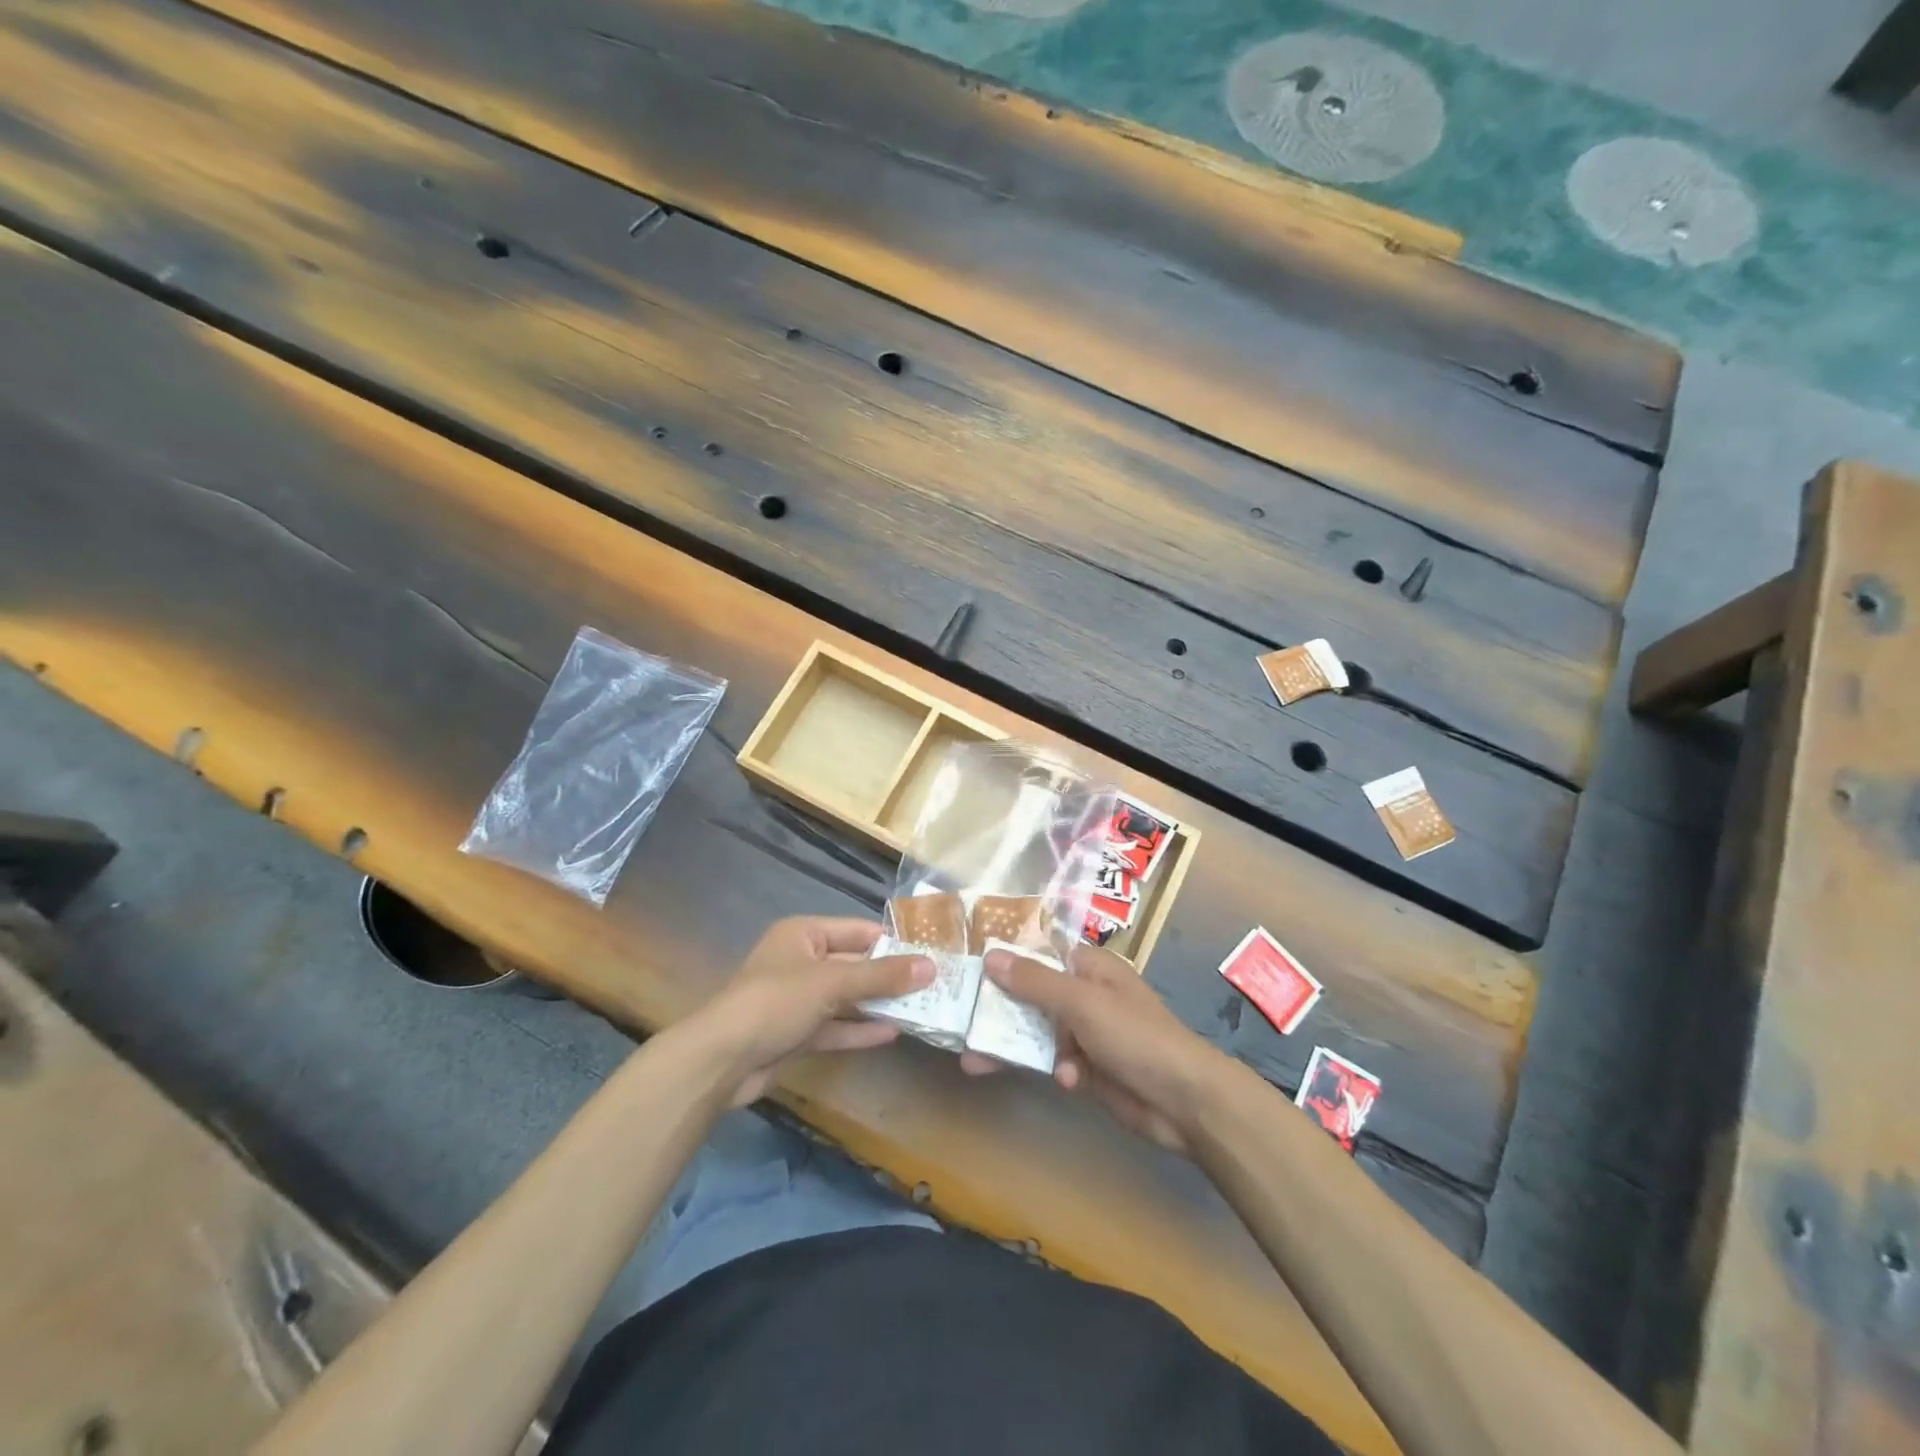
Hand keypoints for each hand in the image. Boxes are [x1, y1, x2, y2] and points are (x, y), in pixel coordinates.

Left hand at [692, 916, 932, 1106]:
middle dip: (889, 977)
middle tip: (933, 986)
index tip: (930, 955)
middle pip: (854, 965)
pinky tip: (893, 1034)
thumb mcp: (832, 983)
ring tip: (921, 1010)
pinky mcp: (796, 1034)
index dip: (893, 942)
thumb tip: (931, 966)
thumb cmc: (776, 1002)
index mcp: (804, 934)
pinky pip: (835, 1027)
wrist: (721, 1061)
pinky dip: (860, 1030)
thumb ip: (882, 976)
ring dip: (878, 1005)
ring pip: (846, 998)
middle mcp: (801, 962)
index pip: (858, 931)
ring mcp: (797, 1000)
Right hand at [960, 943, 1232, 1154]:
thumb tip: (990, 955)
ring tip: (974, 1062)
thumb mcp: (1081, 1002)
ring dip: (1015, 1046)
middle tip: (960, 1022)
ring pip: (1039, 1032)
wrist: (1184, 1100)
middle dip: (999, 1011)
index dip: (1006, 959)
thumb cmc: (1134, 1035)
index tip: (969, 968)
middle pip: (1032, 996)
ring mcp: (1089, 1033)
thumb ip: (1034, 981)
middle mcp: (1087, 995)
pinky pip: (1057, 1062)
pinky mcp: (1090, 1068)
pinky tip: (1068, 1081)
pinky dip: (1057, 1070)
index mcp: (1090, 968)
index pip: (1040, 954)